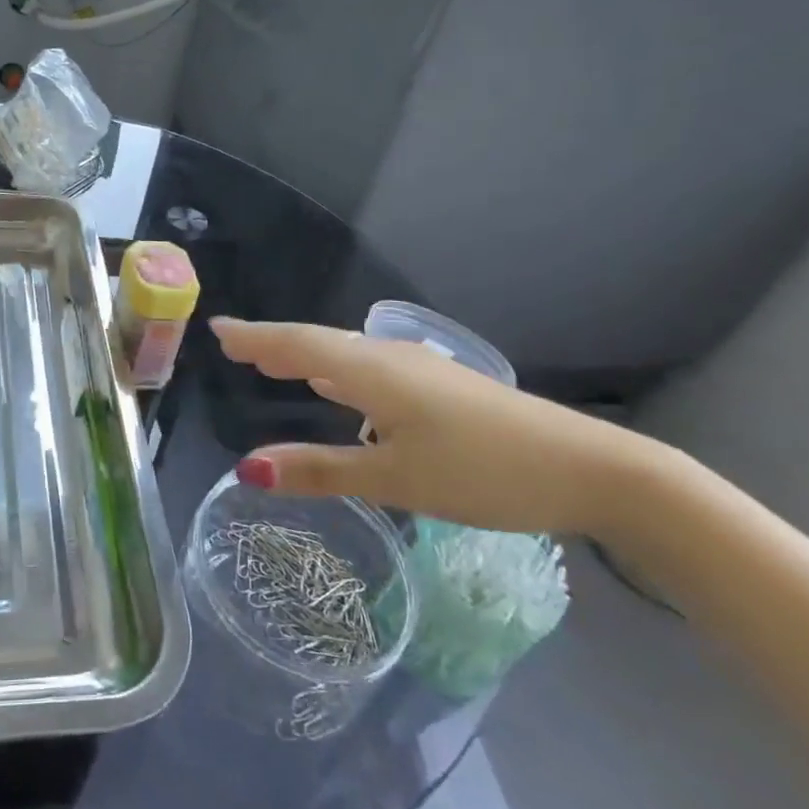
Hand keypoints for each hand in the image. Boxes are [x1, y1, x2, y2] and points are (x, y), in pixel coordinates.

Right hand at [210, 318, 652, 536]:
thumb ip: (320, 471)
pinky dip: (338, 373)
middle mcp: (389, 359)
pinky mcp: (441, 388)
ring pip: (345, 356)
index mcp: (371, 372)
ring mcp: (420, 370)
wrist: (590, 469)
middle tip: (236, 348)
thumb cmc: (483, 472)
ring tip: (273, 363)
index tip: (218, 329)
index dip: (255, 339)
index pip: (297, 346)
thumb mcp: (395, 479)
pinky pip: (369, 369)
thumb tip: (247, 469)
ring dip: (306, 357)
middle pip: (318, 343)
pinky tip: (338, 389)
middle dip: (274, 345)